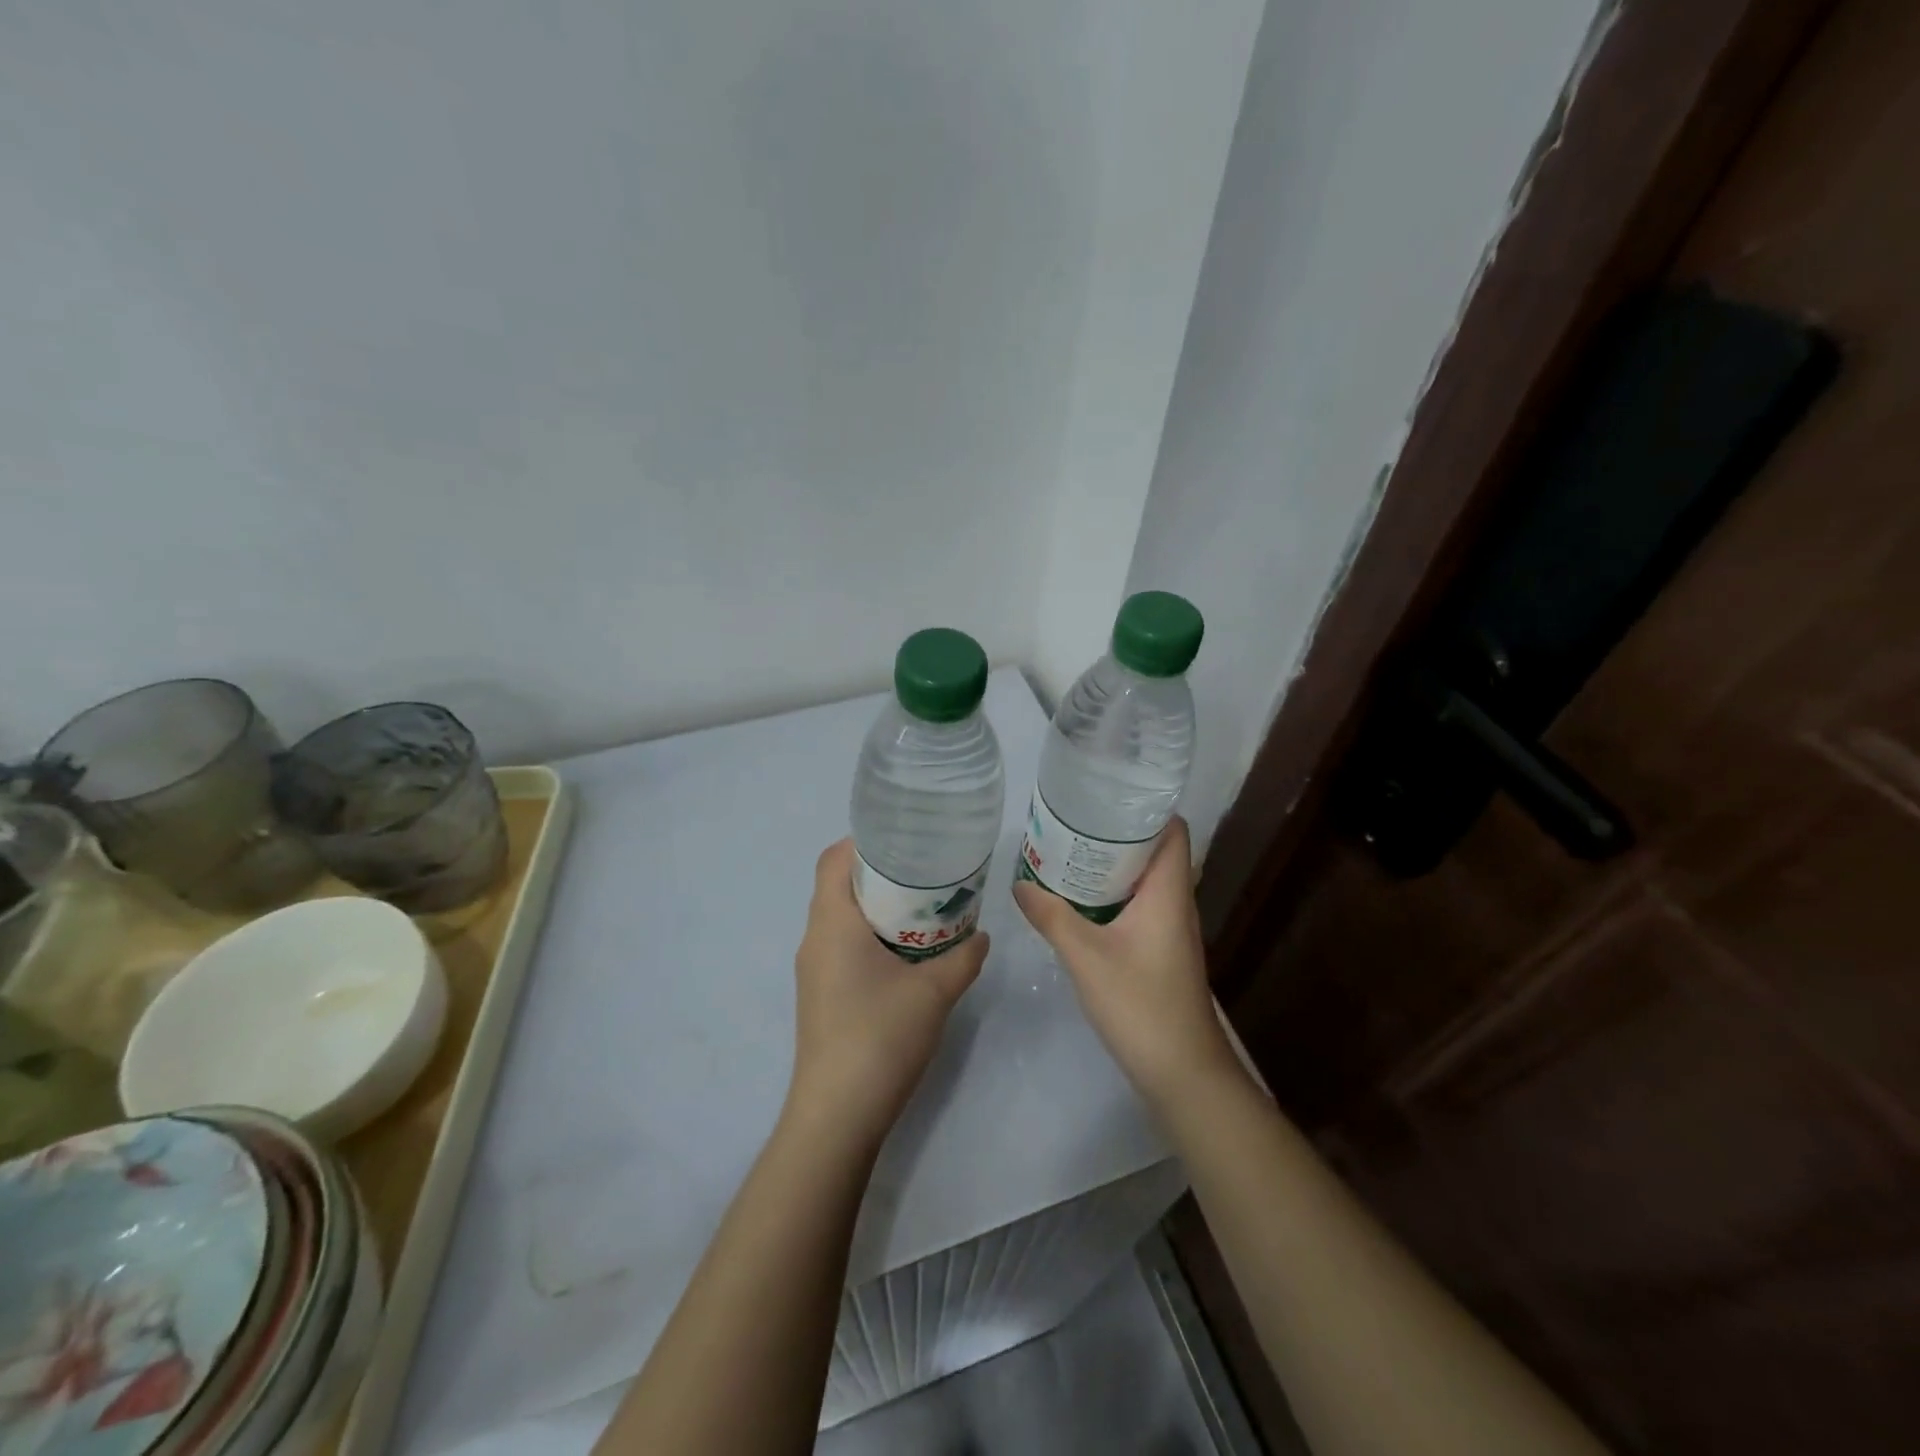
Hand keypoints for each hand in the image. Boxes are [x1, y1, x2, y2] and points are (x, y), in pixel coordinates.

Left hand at [786, 839, 988, 1151]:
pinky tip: (905, 953)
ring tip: (921, 907)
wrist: (837, 1115)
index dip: (863, 842)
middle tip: (925, 871)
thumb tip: (981, 936)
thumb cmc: (880, 1037)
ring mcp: (814, 970)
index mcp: (832, 923)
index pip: (833, 860)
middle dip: (878, 873)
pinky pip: (842, 946)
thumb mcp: (934, 992)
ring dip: (875, 907)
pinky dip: (869, 935)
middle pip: (837, 885)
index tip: (904, 839)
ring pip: (840, 918)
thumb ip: (963, 958)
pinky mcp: (820, 995)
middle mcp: (815, 939)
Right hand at [1012, 817, 1237, 1106]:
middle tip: (1071, 821)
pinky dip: (1112, 896)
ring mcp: (1170, 930)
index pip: (1172, 830)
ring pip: (1144, 881)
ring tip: (1068, 853)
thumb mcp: (1086, 957)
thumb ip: (1052, 917)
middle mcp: (1176, 904)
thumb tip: (1021, 883)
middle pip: (1154, 851)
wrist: (1182, 1073)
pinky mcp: (1161, 952)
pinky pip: (1138, 907)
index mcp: (1168, 893)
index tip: (1104, 794)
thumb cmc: (1141, 1005)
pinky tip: (1079, 903)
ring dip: (1112, 867)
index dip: (1145, 807)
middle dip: (1115, 834)